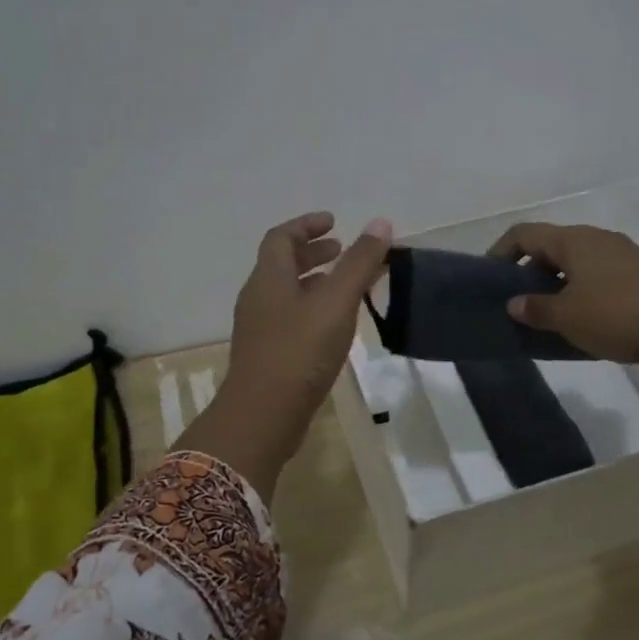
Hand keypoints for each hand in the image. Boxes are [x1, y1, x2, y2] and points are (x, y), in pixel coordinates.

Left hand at [179, 212, 392, 495]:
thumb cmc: (299, 352)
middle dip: (313, 253)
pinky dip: (312, 308)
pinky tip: (334, 325)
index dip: (307, 225)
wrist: (262, 417)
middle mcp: (258, 297)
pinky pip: (289, 317)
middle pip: (282, 263)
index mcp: (269, 278)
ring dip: (314, 282)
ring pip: (287, 292)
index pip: (282, 237)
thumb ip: (358, 263)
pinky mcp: (266, 354)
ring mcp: (259, 328)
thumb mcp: (336, 303)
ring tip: (345, 286)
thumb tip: (380, 223)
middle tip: (343, 251)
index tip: (334, 222)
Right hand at [486, 222, 638, 382]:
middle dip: (534, 269)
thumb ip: (536, 309)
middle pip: (555, 245)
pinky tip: (600, 313)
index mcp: (573, 242)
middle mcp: (599, 238)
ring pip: (584, 260)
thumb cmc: (615, 315)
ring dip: (565, 279)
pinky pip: (610, 275)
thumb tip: (514, 304)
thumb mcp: (567, 318)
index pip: (525, 234)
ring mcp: (628, 252)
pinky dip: (595, 288)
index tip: (492, 275)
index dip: (502, 250)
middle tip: (523, 299)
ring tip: (559, 309)